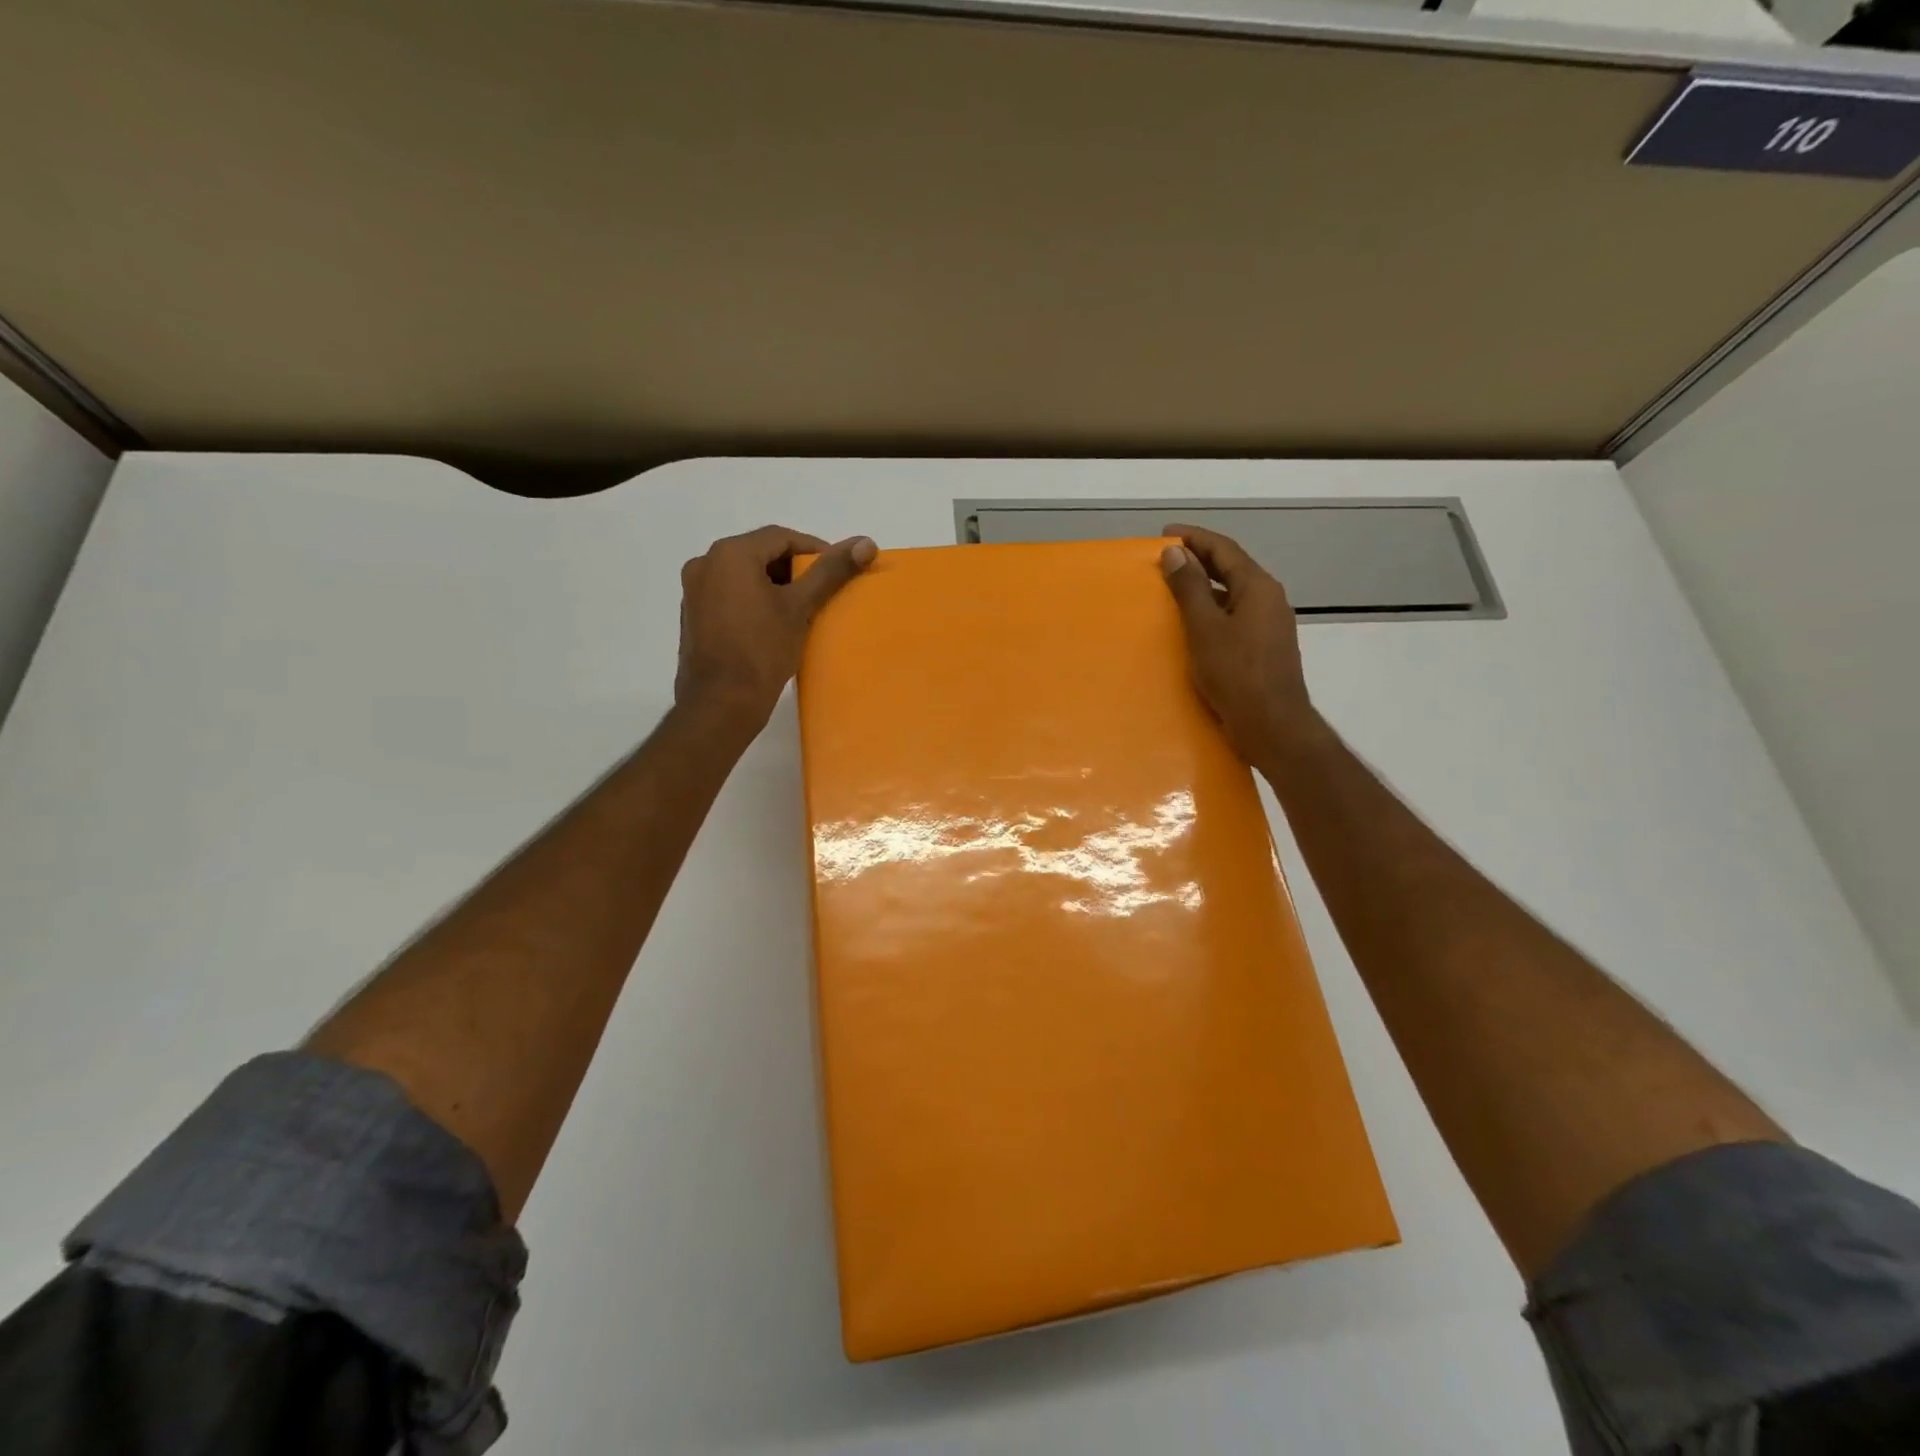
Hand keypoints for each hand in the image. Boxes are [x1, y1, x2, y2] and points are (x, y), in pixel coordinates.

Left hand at [675, 525, 875, 733]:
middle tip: (822, 591)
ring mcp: (694, 591)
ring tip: (801, 609)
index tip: (837, 571)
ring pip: (744, 575)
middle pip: (760, 553)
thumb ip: (831, 571)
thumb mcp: (800, 608)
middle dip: (794, 569)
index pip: (780, 537)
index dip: (814, 550)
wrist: (720, 704)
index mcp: (729, 554)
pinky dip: (753, 600)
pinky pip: (729, 595)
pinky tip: (773, 625)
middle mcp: (705, 563)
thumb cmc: (762, 651)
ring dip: (774, 585)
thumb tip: (866, 542)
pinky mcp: (693, 616)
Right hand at [1159, 524, 1318, 760]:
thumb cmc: (1236, 674)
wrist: (1273, 725)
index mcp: (1257, 587)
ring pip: (1233, 593)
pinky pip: (1235, 615)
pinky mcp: (1265, 647)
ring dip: (1205, 586)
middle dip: (1199, 559)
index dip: (1194, 538)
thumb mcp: (1205, 628)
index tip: (1165, 534)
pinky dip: (1213, 609)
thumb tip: (1175, 553)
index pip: (1224, 549)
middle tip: (1166, 558)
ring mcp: (1270, 624)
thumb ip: (1189, 588)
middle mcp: (1269, 599)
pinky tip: (1194, 624)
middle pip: (1231, 568)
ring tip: (1174, 588)